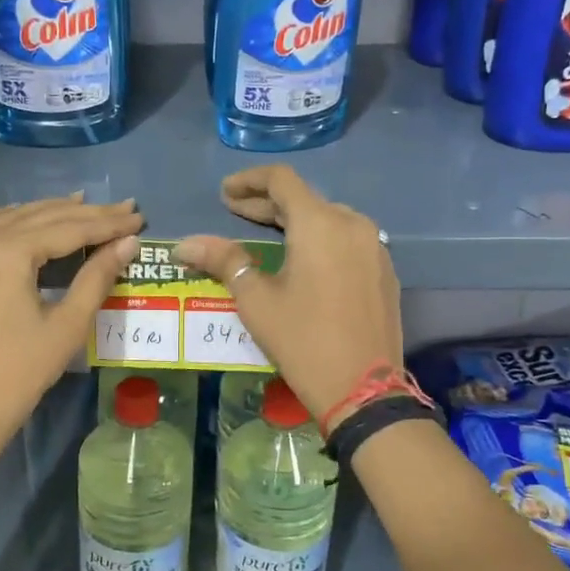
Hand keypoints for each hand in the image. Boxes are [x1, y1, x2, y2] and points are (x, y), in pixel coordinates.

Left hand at [0, 196, 142, 480]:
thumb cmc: (20, 373)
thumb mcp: (67, 325)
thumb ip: (96, 276)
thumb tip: (128, 242)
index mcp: (8, 252)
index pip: (68, 228)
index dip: (107, 223)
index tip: (138, 217)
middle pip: (40, 217)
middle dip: (84, 214)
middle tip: (123, 209)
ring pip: (9, 218)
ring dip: (46, 212)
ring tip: (81, 205)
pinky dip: (0, 219)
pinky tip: (18, 217)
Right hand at [173, 166, 400, 426]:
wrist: (364, 390)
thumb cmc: (303, 340)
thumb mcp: (257, 301)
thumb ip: (224, 261)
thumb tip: (185, 244)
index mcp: (320, 223)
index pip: (281, 180)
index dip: (248, 180)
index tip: (224, 193)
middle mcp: (352, 223)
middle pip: (305, 199)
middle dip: (267, 203)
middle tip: (235, 212)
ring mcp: (374, 246)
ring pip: (328, 218)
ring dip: (294, 221)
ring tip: (265, 235)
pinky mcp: (384, 270)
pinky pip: (347, 240)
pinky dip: (319, 240)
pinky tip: (302, 260)